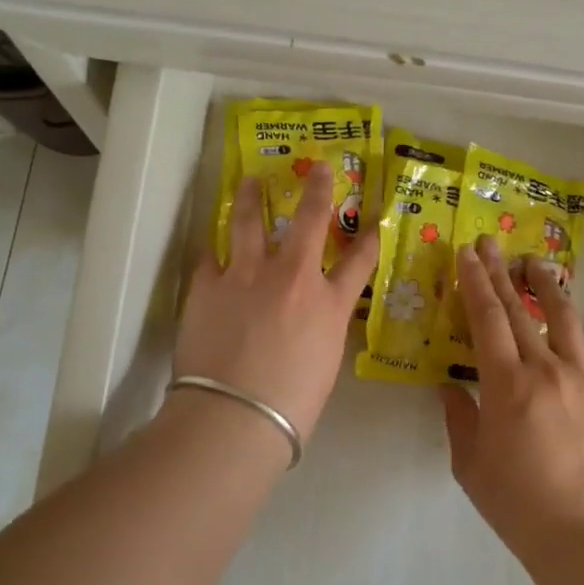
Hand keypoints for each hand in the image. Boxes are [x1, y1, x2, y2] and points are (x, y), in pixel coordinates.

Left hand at [174, 161, 379, 439]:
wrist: (234, 416)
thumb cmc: (291, 405)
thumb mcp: (325, 363)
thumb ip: (322, 329)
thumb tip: (313, 318)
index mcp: (328, 304)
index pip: (360, 262)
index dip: (369, 239)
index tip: (375, 221)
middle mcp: (292, 277)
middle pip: (308, 221)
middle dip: (317, 191)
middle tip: (318, 168)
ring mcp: (247, 275)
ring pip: (250, 223)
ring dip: (253, 198)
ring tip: (251, 181)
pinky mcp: (208, 284)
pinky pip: (210, 255)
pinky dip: (214, 248)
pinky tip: (212, 241)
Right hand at [440, 238, 583, 560]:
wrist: (580, 535)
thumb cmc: (515, 501)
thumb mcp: (469, 462)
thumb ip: (458, 417)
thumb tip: (448, 386)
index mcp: (505, 382)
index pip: (486, 318)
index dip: (474, 281)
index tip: (467, 253)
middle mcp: (545, 369)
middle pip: (520, 310)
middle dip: (501, 274)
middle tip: (491, 245)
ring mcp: (583, 380)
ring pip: (566, 321)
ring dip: (550, 289)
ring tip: (538, 266)